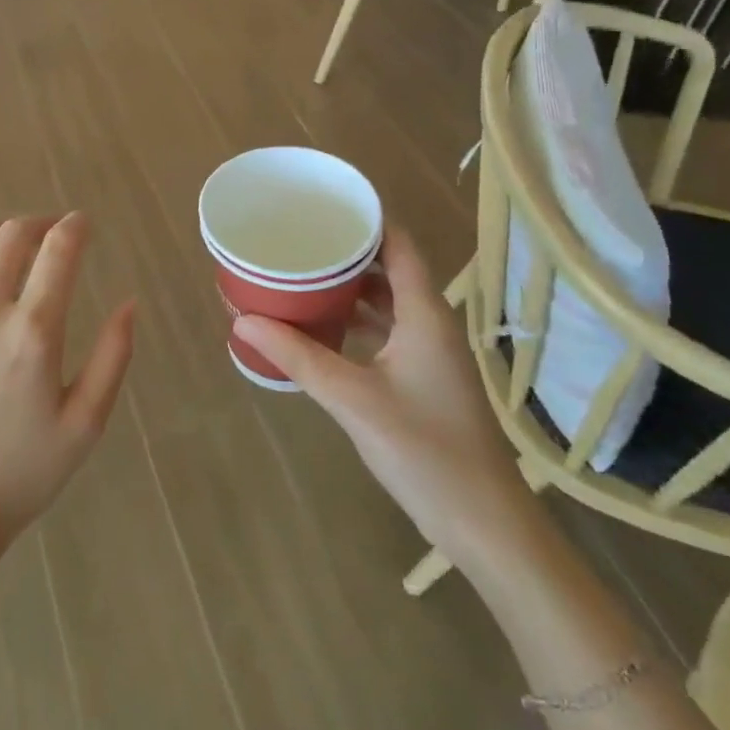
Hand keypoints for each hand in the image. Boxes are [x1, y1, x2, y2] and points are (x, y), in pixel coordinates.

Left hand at [0, 214, 134, 601]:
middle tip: (48, 231)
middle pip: (10, 238)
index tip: (82, 224)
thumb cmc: (16, 478)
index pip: (58, 251)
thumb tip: (129, 304)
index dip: (75, 227)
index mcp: (32, 332)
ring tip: (3, 236)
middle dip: (37, 225)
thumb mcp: (83, 427)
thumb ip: (112, 359)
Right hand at [232, 227, 532, 567]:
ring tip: (302, 272)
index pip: (398, 244)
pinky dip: (357, 319)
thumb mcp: (354, 399)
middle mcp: (431, 322)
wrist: (485, 525)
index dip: (365, 218)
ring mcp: (430, 352)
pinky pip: (387, 330)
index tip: (321, 204)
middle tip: (298, 237)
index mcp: (424, 313)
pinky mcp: (424, 377)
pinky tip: (323, 325)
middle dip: (346, 250)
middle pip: (390, 267)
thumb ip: (298, 357)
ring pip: (388, 300)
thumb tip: (244, 318)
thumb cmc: (426, 451)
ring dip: (350, 286)